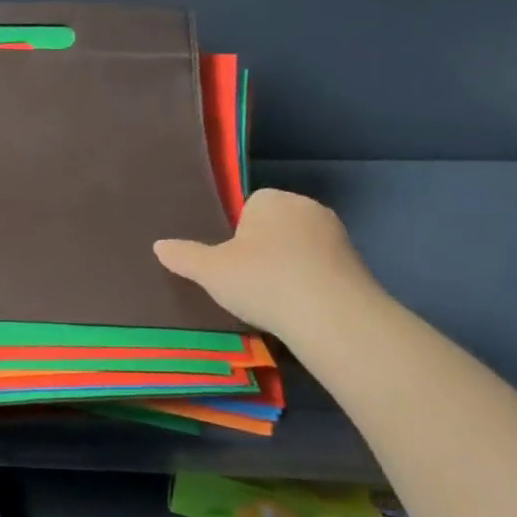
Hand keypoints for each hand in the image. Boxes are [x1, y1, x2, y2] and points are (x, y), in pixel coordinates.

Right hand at [154, 188, 379, 339]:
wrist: (333, 316)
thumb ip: (184, 256)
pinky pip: (322, 267)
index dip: (237, 234)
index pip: (249, 207)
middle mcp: (307, 207)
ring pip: (300, 247)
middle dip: (264, 248)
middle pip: (275, 225)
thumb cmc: (263, 281)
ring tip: (273, 298)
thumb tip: (159, 246)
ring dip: (288, 266)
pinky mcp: (357, 263)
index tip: (231, 262)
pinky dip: (311, 282)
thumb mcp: (210, 271)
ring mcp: (337, 235)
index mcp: (271, 199)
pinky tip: (299, 307)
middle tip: (248, 281)